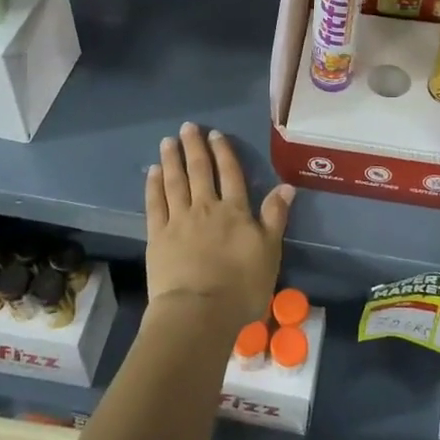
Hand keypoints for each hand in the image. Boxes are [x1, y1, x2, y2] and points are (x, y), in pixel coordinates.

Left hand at [144, 123, 293, 331]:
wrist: (199, 312)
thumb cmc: (241, 286)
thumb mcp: (269, 252)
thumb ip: (275, 217)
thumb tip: (286, 186)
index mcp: (235, 211)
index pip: (230, 174)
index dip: (223, 152)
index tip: (215, 134)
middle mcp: (206, 207)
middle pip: (199, 171)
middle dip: (194, 147)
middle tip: (188, 127)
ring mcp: (179, 220)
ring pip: (175, 181)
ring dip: (172, 159)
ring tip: (168, 141)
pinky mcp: (157, 236)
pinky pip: (155, 203)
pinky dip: (154, 185)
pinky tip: (153, 171)